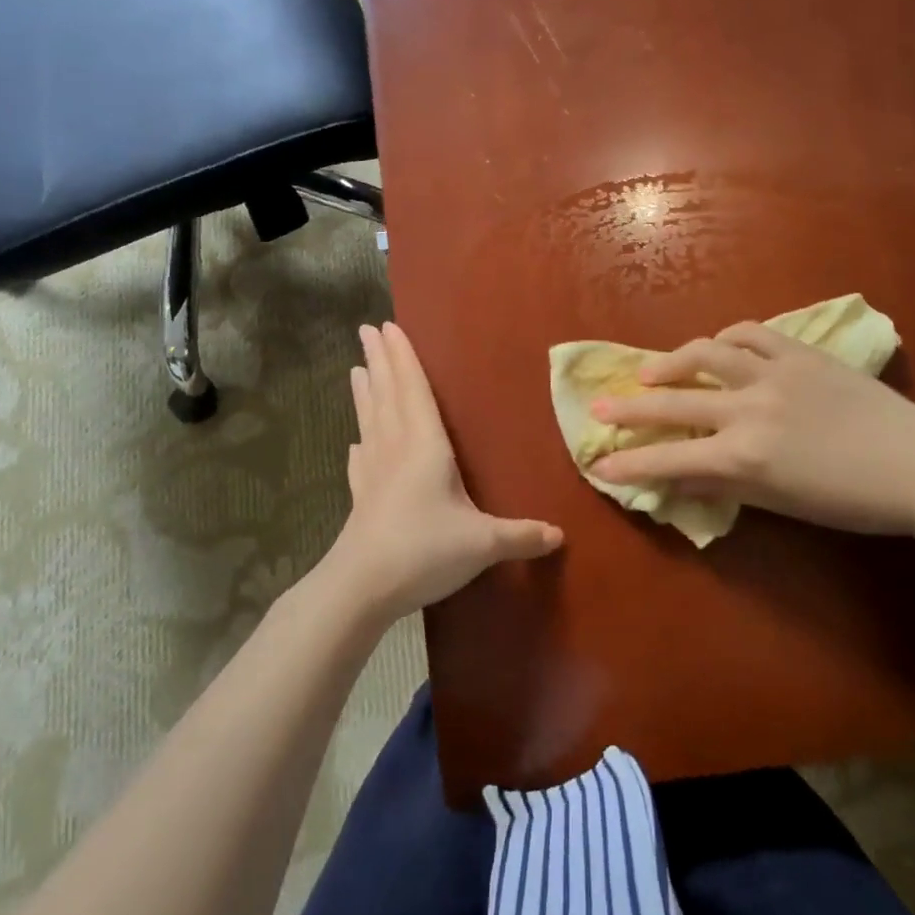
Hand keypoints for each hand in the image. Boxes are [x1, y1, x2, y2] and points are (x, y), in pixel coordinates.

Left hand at [321, 322, 561, 623]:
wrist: (362, 586)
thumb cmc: (423, 550)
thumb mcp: (482, 543)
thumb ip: (521, 535)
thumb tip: (560, 535)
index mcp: (425, 446)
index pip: (414, 390)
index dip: (404, 358)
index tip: (388, 328)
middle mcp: (396, 449)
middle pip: (387, 395)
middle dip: (379, 362)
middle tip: (366, 330)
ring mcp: (373, 473)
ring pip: (369, 420)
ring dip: (364, 393)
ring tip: (355, 369)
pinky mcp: (361, 497)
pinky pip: (359, 460)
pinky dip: (359, 444)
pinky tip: (354, 443)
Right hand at [589, 321, 914, 536]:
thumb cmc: (851, 500)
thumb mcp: (780, 502)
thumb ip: (724, 484)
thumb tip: (679, 476)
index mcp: (745, 455)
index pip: (670, 459)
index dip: (630, 464)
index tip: (598, 467)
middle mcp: (749, 408)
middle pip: (673, 402)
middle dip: (628, 409)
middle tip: (598, 409)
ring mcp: (773, 373)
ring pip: (705, 353)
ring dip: (669, 361)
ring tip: (650, 372)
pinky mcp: (798, 352)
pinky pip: (750, 334)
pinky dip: (724, 339)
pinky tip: (715, 347)